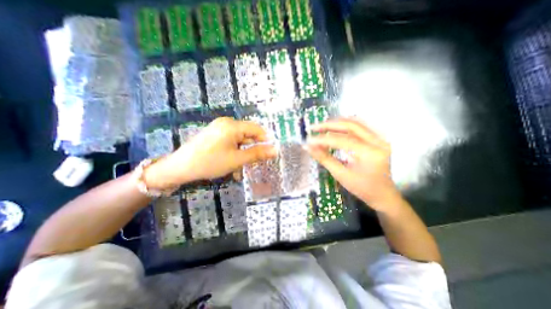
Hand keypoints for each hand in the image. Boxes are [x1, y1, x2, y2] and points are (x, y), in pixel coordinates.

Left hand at [144, 117, 277, 189]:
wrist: (181, 167)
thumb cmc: (211, 163)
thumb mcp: (237, 159)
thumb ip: (257, 154)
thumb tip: (275, 150)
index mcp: (232, 125)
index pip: (256, 128)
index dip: (265, 140)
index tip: (270, 152)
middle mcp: (227, 123)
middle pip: (248, 134)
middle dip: (252, 149)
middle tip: (253, 164)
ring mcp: (219, 128)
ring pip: (240, 140)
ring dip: (243, 153)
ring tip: (239, 168)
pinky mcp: (215, 134)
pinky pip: (231, 141)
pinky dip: (235, 152)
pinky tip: (232, 164)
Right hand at [306, 117, 401, 209]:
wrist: (383, 194)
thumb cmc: (362, 188)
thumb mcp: (341, 175)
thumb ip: (324, 159)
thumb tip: (308, 147)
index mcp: (370, 154)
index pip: (342, 140)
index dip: (323, 139)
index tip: (309, 140)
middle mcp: (378, 142)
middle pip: (350, 125)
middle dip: (329, 125)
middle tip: (313, 128)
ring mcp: (380, 138)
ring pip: (355, 122)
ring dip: (336, 123)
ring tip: (321, 127)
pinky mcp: (378, 138)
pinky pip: (360, 126)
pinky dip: (344, 125)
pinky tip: (334, 128)